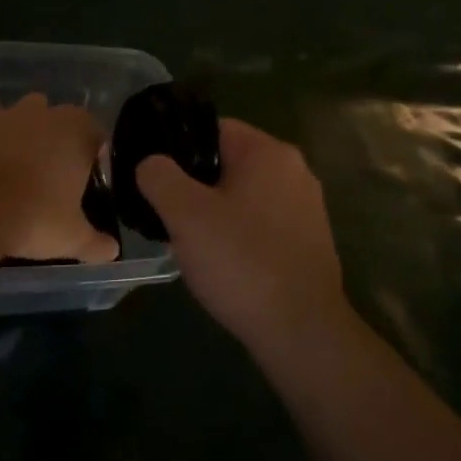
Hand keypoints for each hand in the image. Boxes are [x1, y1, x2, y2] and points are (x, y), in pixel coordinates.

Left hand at [0, 95, 117, 264]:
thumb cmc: (33, 218)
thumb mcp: (72, 238)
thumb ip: (96, 243)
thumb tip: (112, 251)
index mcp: (80, 132)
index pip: (97, 135)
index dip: (93, 156)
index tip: (84, 180)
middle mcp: (49, 112)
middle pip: (62, 120)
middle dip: (60, 140)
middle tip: (52, 175)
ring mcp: (12, 111)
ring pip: (28, 113)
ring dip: (27, 131)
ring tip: (19, 164)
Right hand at [137, 118, 347, 357]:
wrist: (301, 331)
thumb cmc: (241, 261)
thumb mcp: (185, 214)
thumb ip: (158, 176)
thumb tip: (150, 163)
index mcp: (268, 151)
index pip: (212, 129)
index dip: (177, 148)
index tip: (154, 176)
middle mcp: (295, 169)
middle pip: (229, 161)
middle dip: (196, 184)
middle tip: (167, 212)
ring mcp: (307, 206)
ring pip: (245, 194)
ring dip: (217, 211)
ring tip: (191, 240)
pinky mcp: (310, 240)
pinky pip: (263, 221)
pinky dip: (241, 232)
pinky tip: (224, 261)